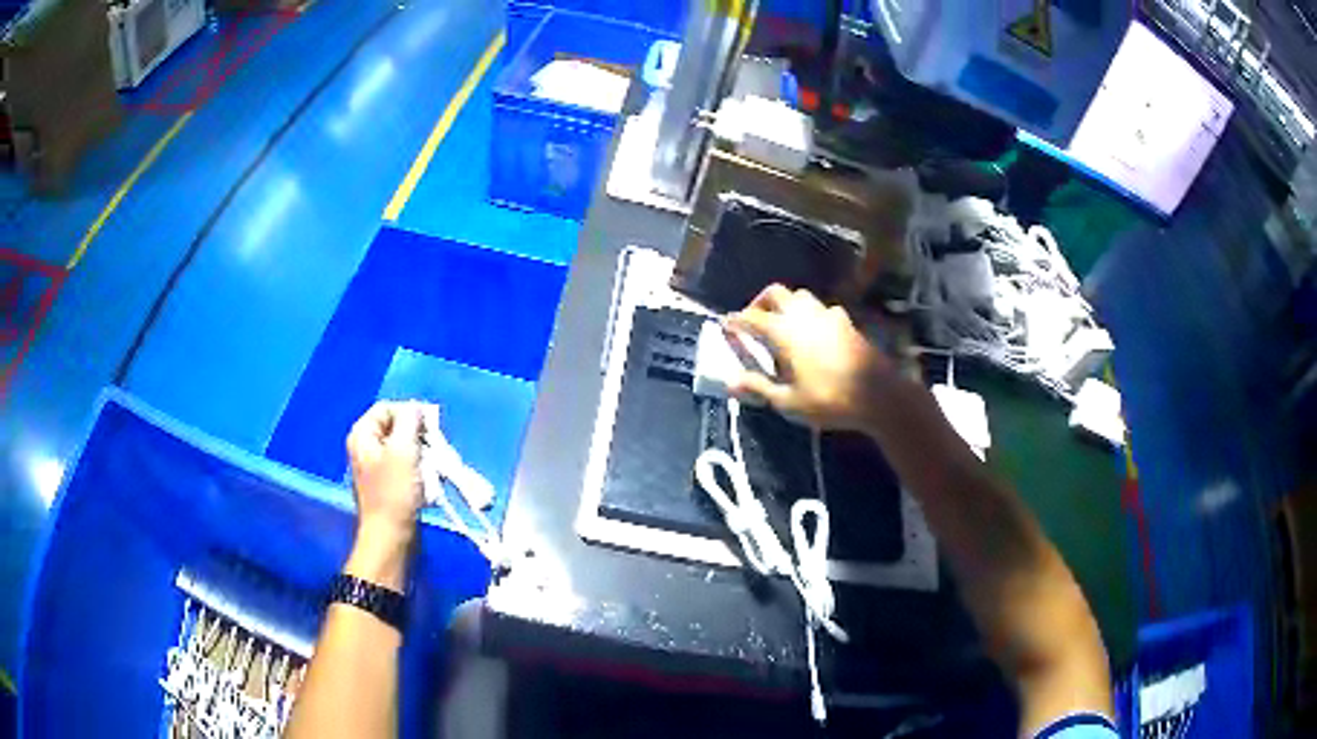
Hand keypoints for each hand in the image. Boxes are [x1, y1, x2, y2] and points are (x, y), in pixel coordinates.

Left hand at [347, 402, 423, 553]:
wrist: (390, 536)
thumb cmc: (395, 492)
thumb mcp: (404, 450)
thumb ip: (410, 421)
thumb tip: (417, 408)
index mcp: (362, 434)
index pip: (387, 407)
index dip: (410, 413)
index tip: (430, 428)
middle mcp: (364, 446)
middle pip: (395, 426)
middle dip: (417, 435)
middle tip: (433, 447)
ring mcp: (374, 466)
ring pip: (402, 446)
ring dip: (420, 453)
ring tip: (431, 466)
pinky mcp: (385, 483)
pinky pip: (404, 464)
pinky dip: (417, 468)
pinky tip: (426, 479)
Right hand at [727, 285, 908, 430]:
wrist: (879, 395)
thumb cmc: (829, 400)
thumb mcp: (788, 401)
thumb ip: (759, 387)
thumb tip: (731, 381)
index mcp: (784, 331)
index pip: (751, 317)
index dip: (735, 321)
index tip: (726, 325)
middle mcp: (804, 315)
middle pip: (776, 293)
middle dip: (760, 302)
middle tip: (754, 321)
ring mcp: (828, 315)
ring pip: (801, 296)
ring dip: (787, 305)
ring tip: (783, 325)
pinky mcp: (846, 322)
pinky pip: (822, 309)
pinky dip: (810, 315)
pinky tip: (813, 333)